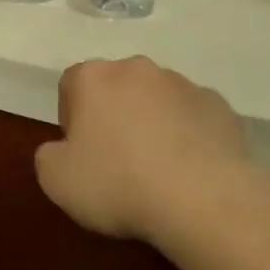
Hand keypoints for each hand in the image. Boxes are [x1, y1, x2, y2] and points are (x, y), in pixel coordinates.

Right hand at [35, 56, 262, 244]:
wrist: (204, 200)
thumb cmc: (118, 184)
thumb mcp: (56, 180)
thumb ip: (49, 155)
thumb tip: (62, 150)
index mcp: (93, 78)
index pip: (71, 84)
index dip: (72, 118)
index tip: (80, 152)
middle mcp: (137, 69)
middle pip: (116, 86)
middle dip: (114, 114)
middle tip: (117, 160)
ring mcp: (183, 84)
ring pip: (158, 99)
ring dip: (153, 122)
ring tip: (159, 168)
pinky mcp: (220, 105)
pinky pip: (194, 117)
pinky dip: (190, 136)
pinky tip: (191, 171)